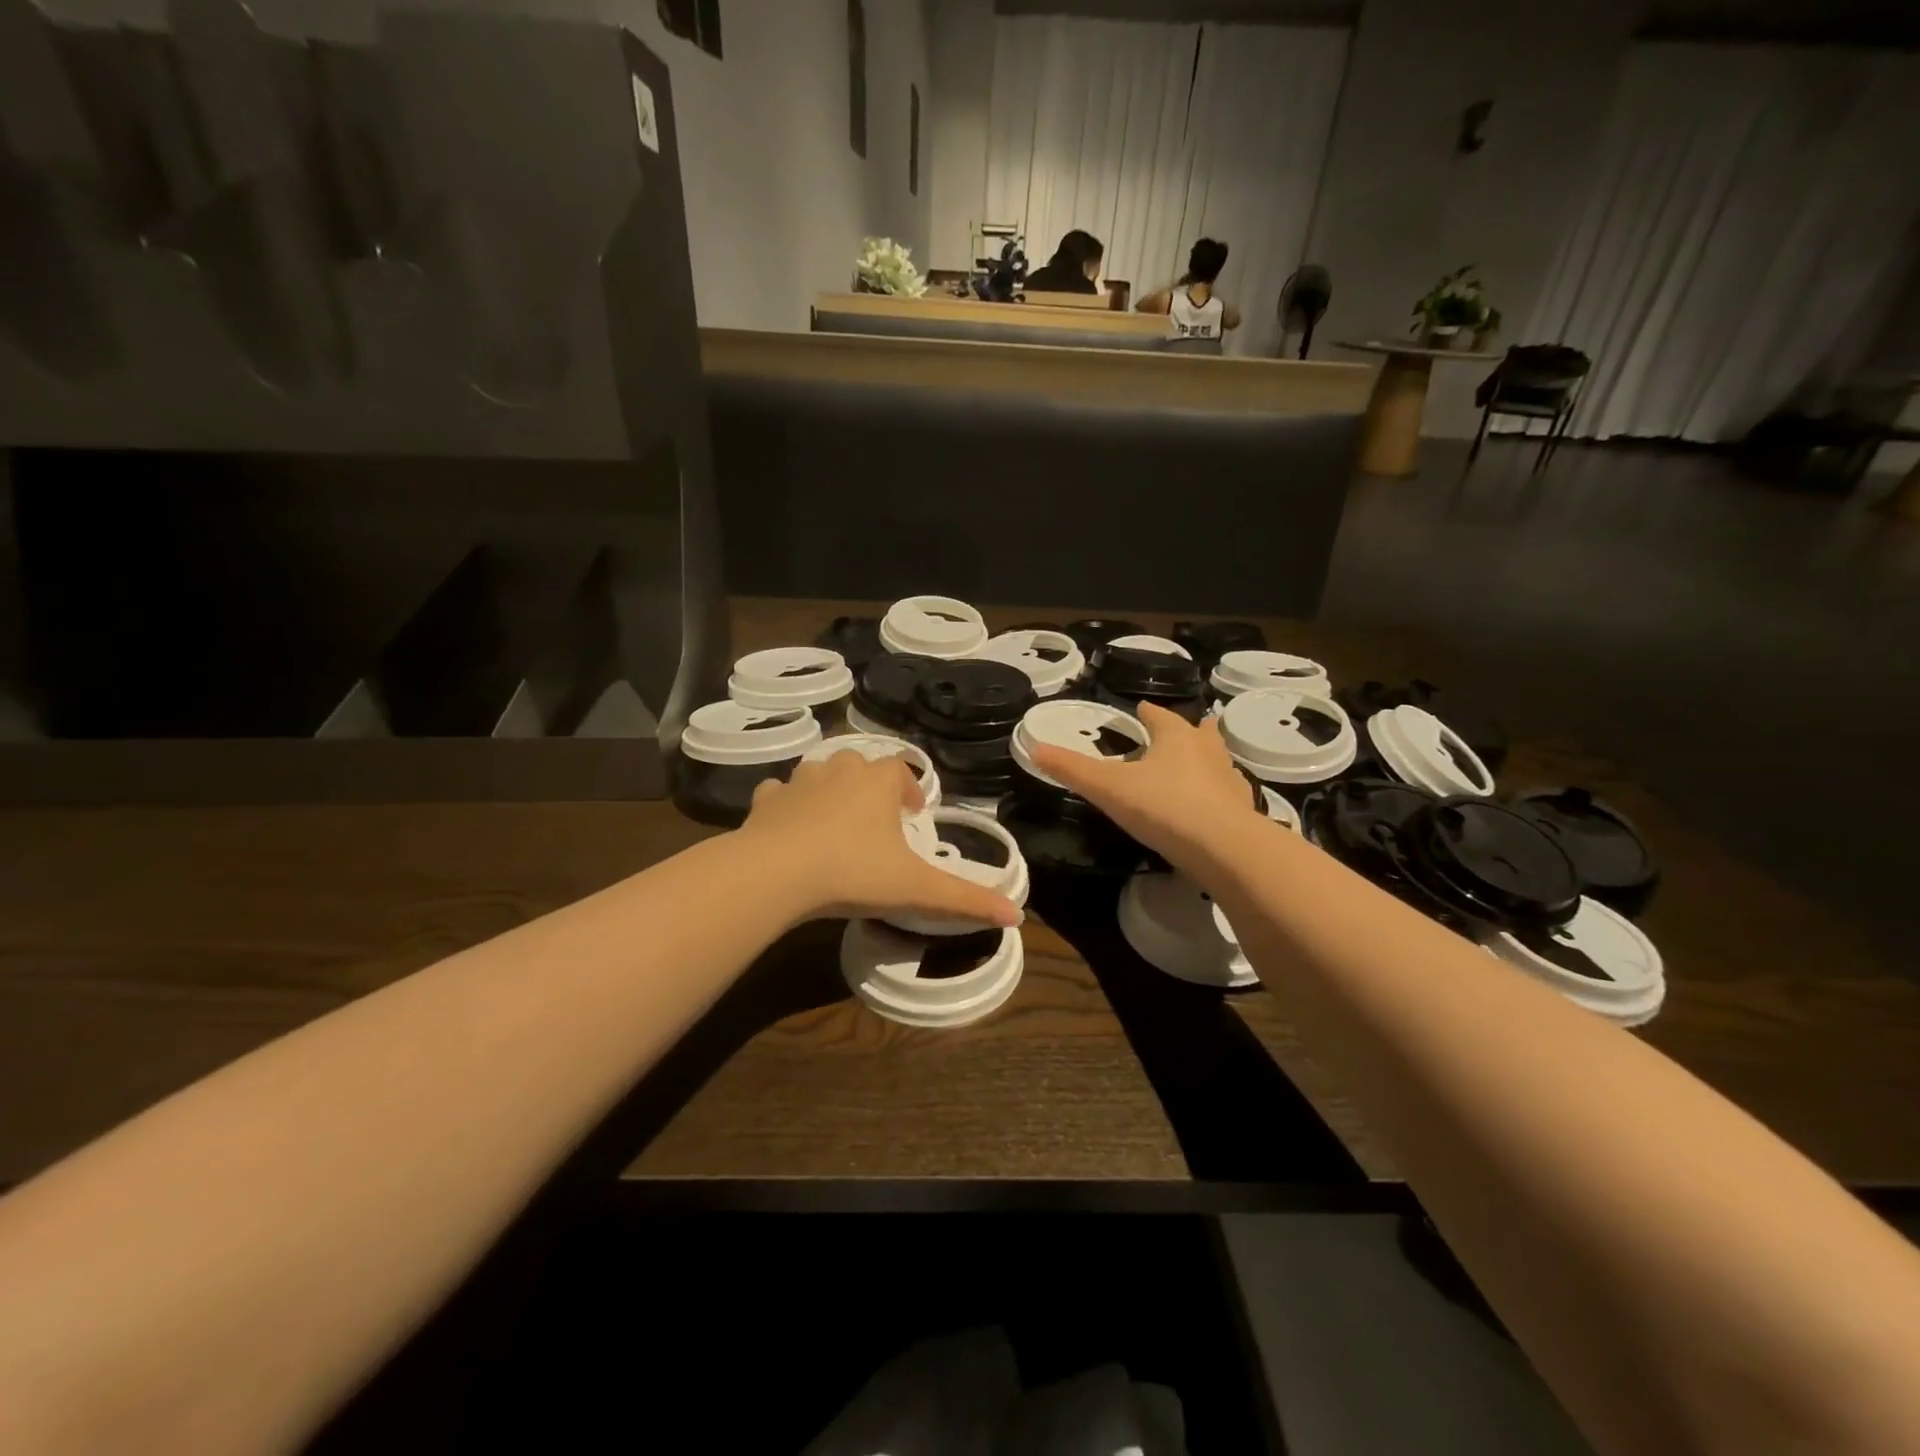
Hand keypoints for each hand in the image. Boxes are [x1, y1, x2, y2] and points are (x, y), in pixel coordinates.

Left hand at [740, 752, 1022, 927]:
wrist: (776, 873)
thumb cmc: (854, 871)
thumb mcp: (915, 888)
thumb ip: (965, 899)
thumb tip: (1017, 915)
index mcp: (878, 781)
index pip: (900, 770)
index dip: (909, 790)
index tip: (913, 816)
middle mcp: (840, 770)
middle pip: (860, 766)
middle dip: (869, 787)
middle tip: (875, 821)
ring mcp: (799, 782)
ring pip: (819, 774)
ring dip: (829, 790)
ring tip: (834, 824)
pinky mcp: (765, 800)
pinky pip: (779, 794)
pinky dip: (786, 805)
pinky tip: (788, 828)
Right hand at [1029, 701, 1265, 876]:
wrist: (1224, 848)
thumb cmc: (1163, 807)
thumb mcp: (1108, 788)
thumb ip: (1072, 769)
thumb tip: (1034, 748)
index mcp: (1175, 736)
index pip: (1158, 715)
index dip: (1146, 713)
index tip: (1139, 711)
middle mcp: (1206, 750)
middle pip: (1197, 731)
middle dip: (1184, 730)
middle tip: (1172, 734)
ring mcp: (1229, 779)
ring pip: (1216, 759)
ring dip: (1204, 759)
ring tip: (1192, 765)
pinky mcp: (1243, 810)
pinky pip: (1227, 793)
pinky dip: (1217, 793)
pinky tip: (1209, 805)